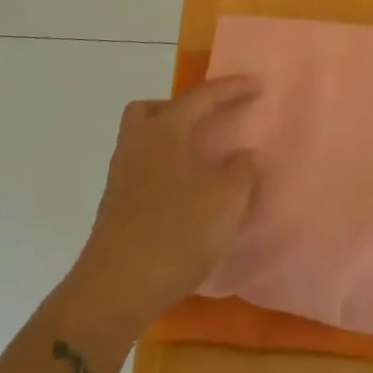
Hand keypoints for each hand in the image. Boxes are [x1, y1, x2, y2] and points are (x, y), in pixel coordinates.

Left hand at [66, 75, 260, 329]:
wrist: (117, 288)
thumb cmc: (176, 232)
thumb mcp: (225, 200)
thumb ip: (241, 171)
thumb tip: (244, 156)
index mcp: (163, 131)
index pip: (200, 98)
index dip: (231, 89)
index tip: (256, 84)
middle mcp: (136, 145)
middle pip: (152, 110)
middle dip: (181, 109)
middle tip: (208, 123)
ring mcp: (121, 177)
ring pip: (145, 141)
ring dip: (173, 142)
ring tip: (203, 162)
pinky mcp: (117, 207)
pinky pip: (144, 170)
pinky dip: (167, 171)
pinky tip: (187, 195)